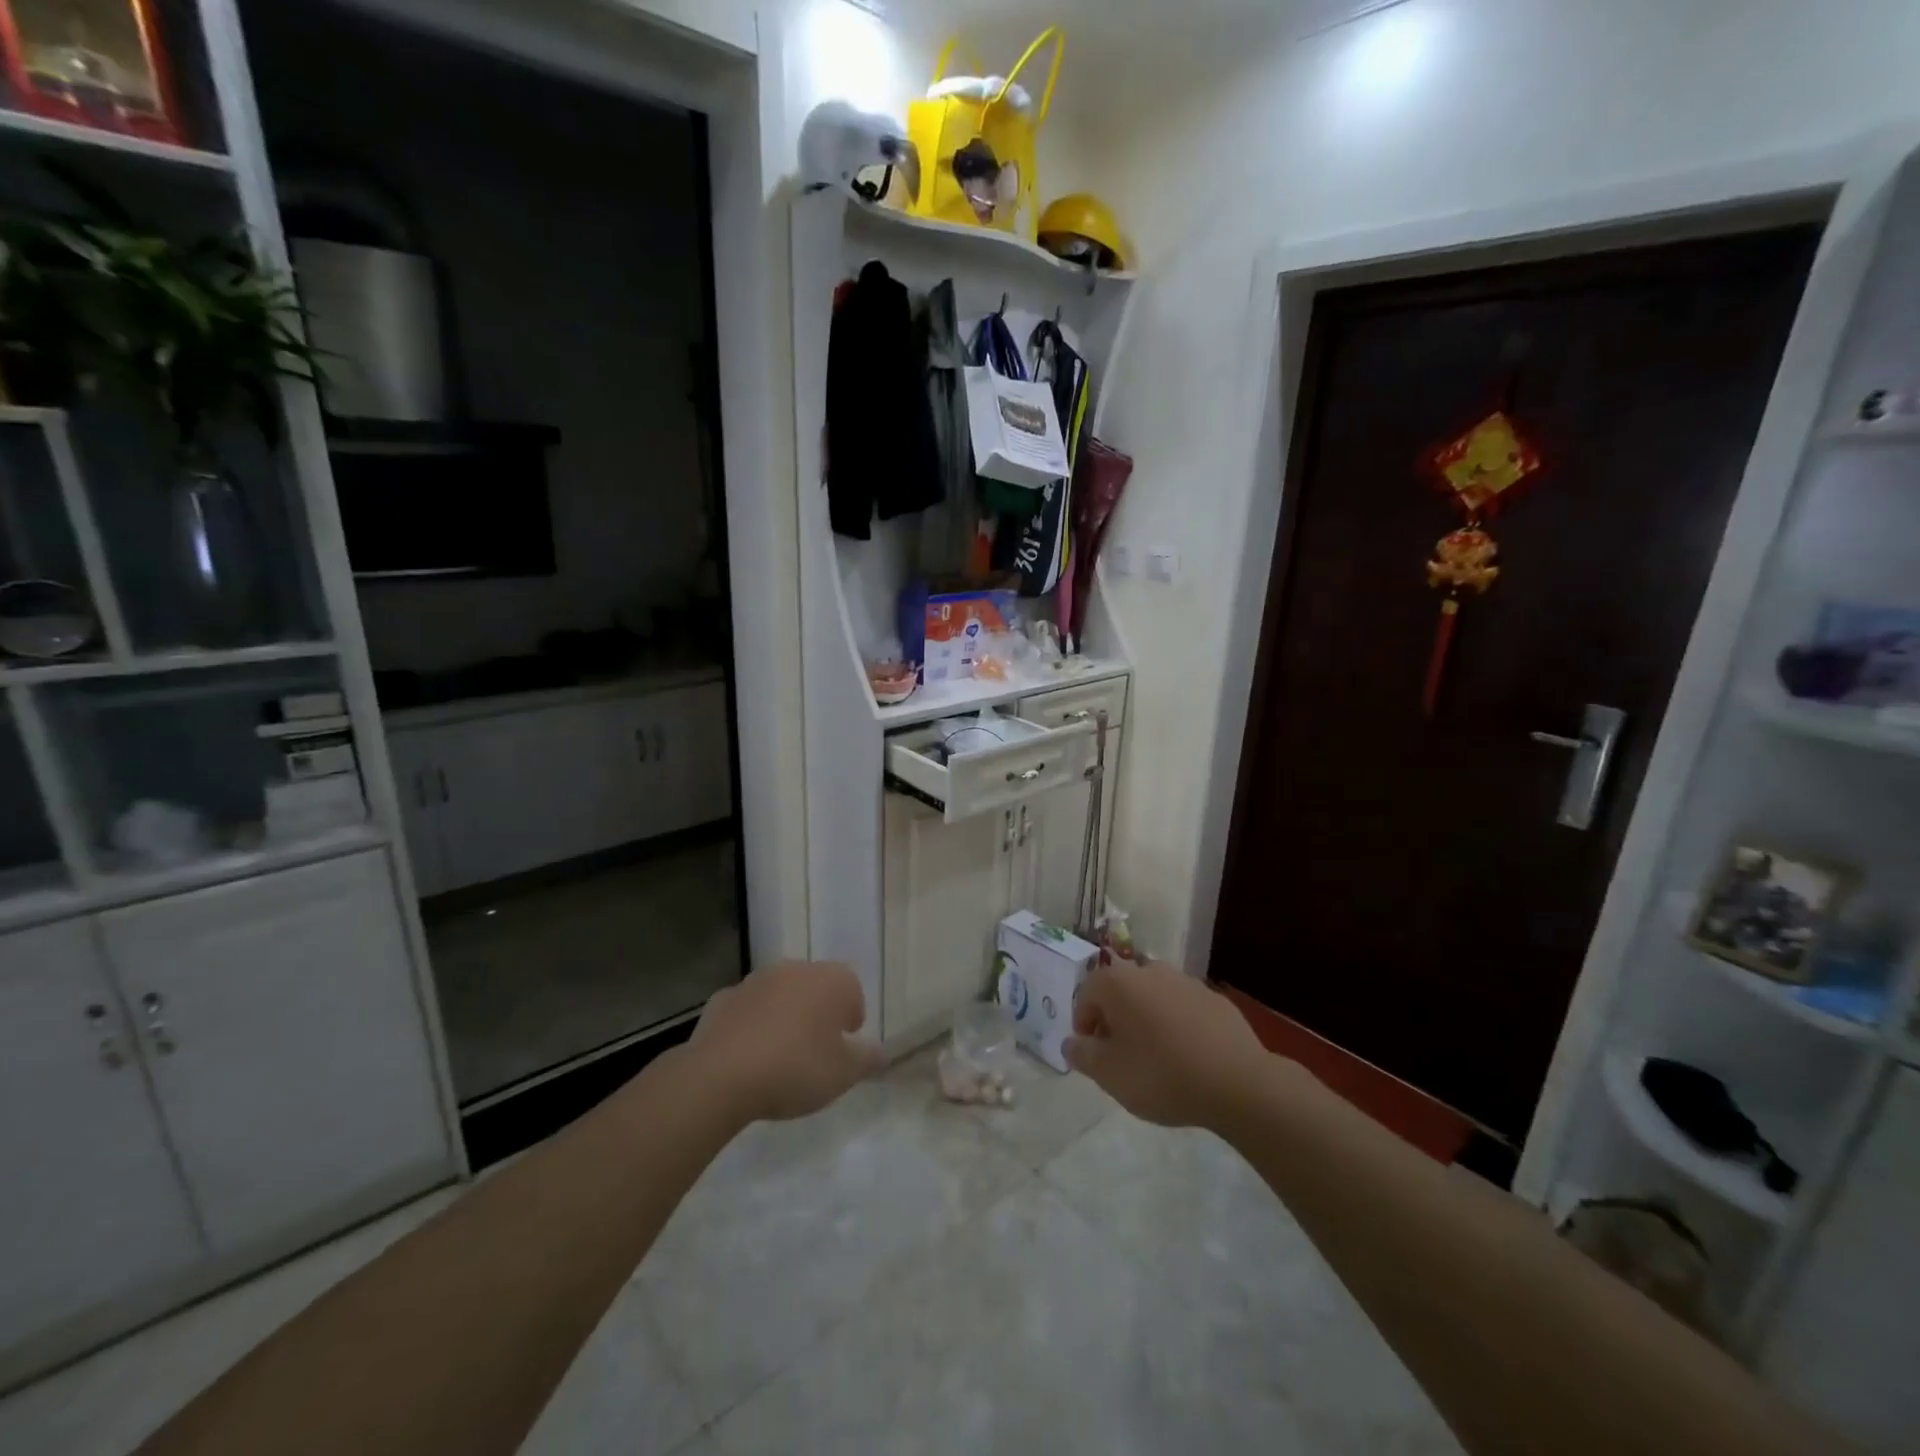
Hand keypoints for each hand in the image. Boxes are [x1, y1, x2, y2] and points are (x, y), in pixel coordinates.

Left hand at [686, 961, 886, 1123]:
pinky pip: (747, 1009)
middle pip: (816, 987)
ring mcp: (755, 981)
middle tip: (816, 1051)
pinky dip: (751, 1024)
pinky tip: (747, 1056)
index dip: (852, 1017)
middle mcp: (795, 969)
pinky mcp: (722, 999)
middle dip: (818, 1012)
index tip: (845, 1044)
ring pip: (780, 995)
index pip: (852, 989)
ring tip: (780, 1056)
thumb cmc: (796, 1069)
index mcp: (830, 980)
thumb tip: (882, 1053)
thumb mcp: (843, 1074)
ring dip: (784, 1015)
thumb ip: (867, 1060)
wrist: (721, 1076)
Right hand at [1063, 962, 1273, 1128]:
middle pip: (1120, 992)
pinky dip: (1176, 1025)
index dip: (1083, 1025)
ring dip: (1146, 1020)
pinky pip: (1182, 1008)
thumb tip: (1072, 1043)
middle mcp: (1148, 970)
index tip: (1093, 1055)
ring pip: (1152, 997)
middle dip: (1115, 1020)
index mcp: (1117, 982)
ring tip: (1154, 1057)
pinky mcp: (1214, 998)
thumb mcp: (1109, 1074)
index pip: (1086, 994)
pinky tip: (1186, 1056)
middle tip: (1120, 1057)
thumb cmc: (1161, 1074)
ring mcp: (1185, 981)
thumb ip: (1082, 1055)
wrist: (1237, 1082)